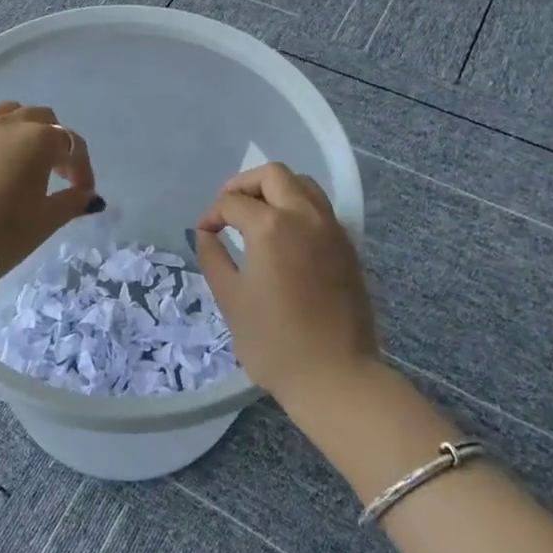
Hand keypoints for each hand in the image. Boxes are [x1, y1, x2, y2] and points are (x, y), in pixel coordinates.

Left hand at [0, 103, 100, 273]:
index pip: (73, 144)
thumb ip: (71, 203)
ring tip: (23, 159)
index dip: (82, 168)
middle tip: (57, 174)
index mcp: (39, 140)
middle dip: (55, 142)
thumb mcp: (44, 222)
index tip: (83, 193)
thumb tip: (88, 195)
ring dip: (24, 130)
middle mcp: (9, 124)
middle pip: (42, 118)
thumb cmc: (0, 232)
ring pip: (9, 114)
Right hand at [194, 163, 379, 410]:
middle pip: (273, 175)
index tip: (204, 233)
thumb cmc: (274, 342)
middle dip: (244, 184)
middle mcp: (304, 216)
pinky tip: (284, 235)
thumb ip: (213, 257)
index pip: (233, 202)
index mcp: (271, 226)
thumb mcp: (231, 299)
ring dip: (275, 189)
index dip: (212, 214)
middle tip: (228, 208)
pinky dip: (298, 206)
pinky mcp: (348, 247)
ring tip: (257, 214)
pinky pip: (320, 208)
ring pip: (303, 184)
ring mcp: (332, 229)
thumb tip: (207, 234)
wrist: (336, 377)